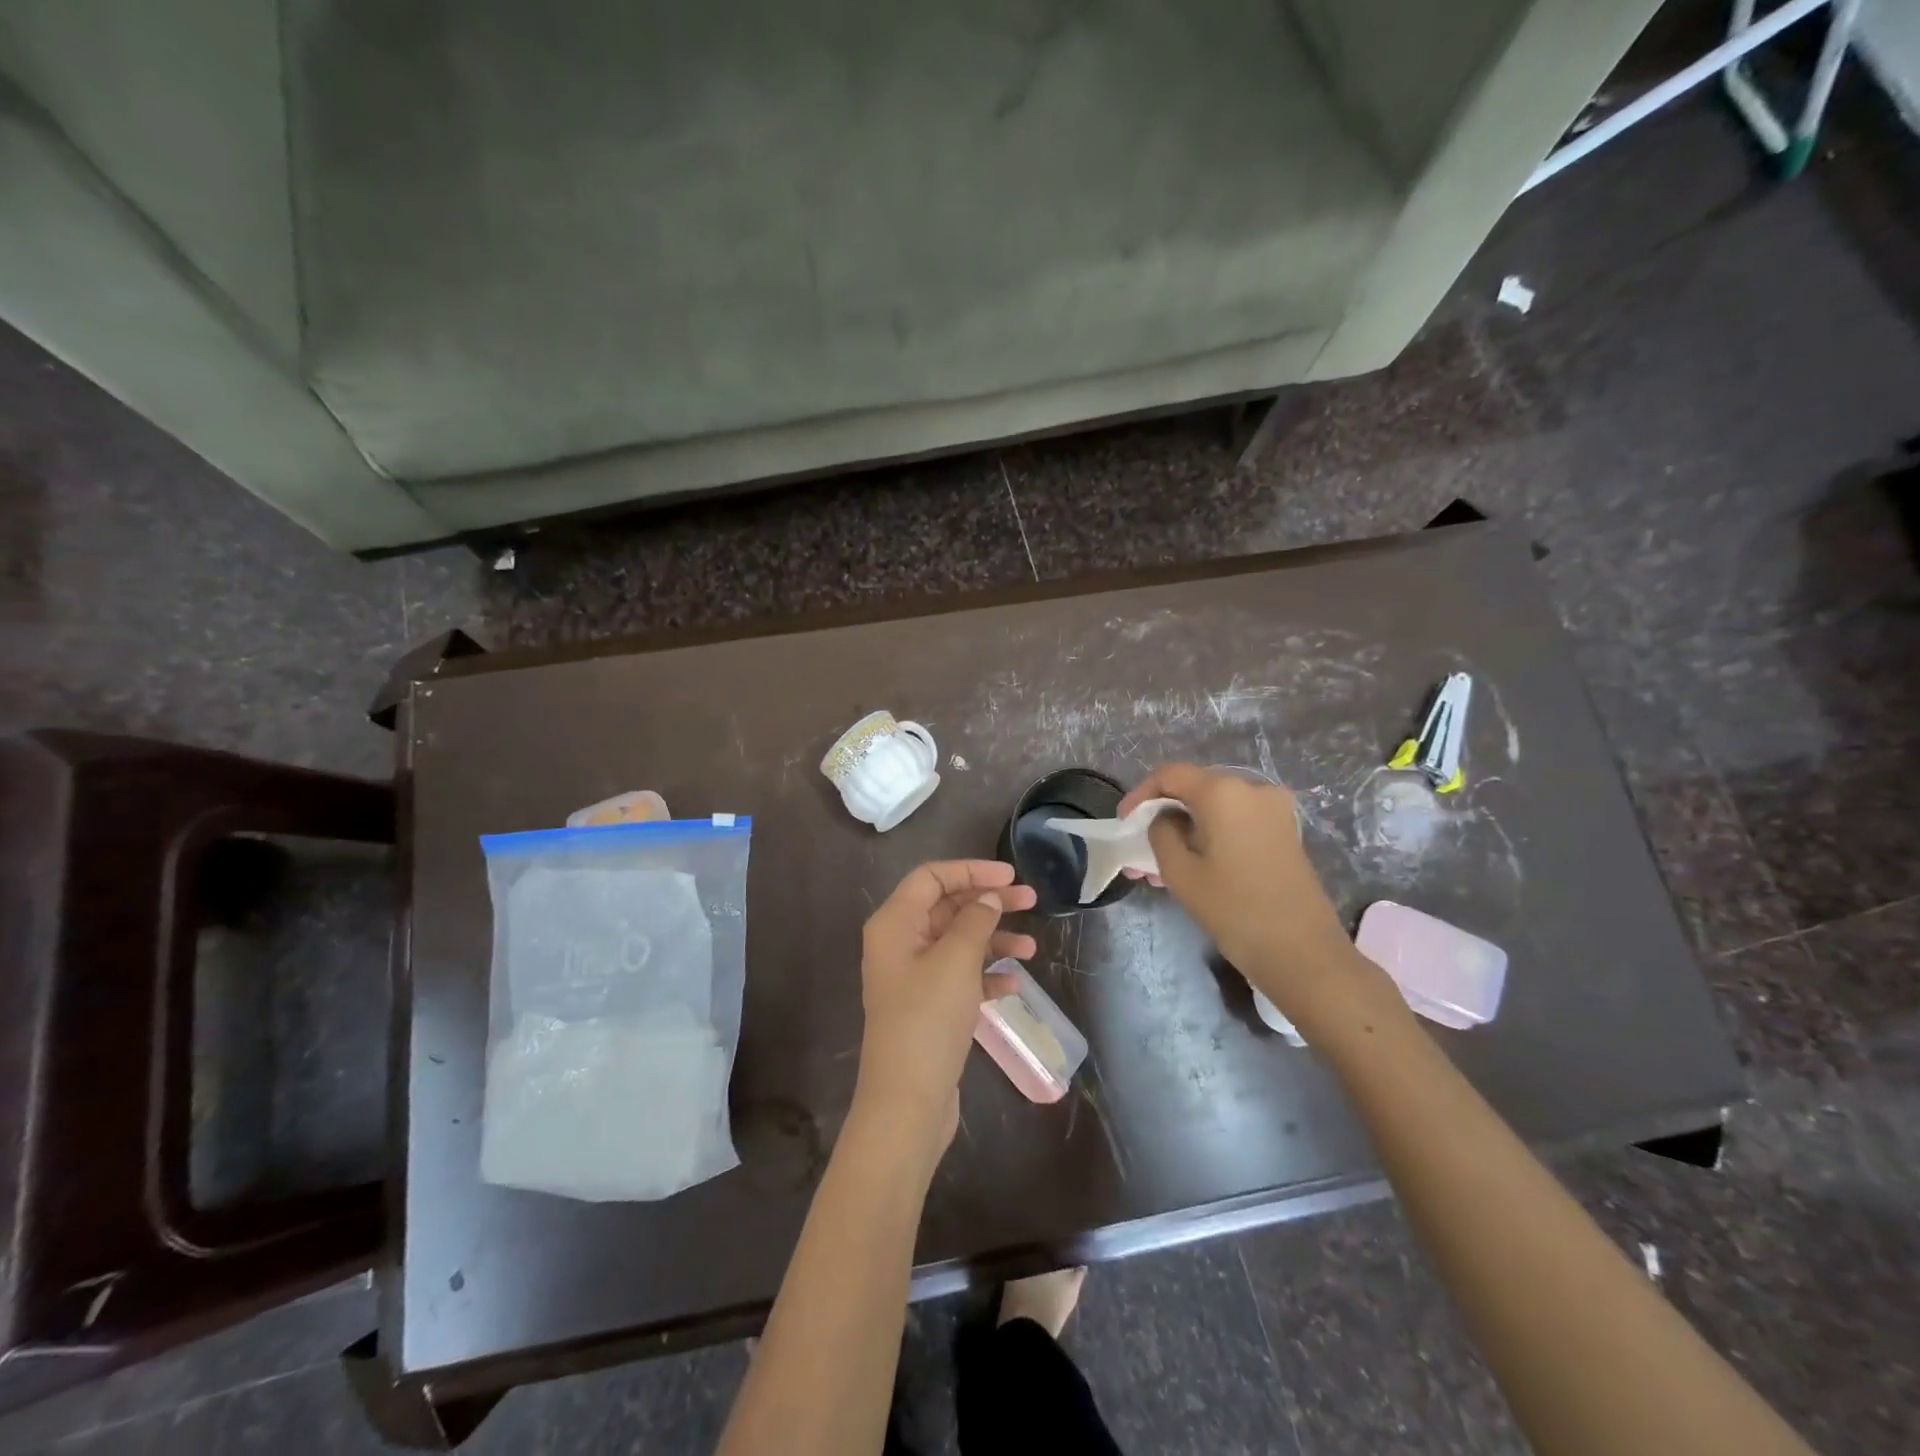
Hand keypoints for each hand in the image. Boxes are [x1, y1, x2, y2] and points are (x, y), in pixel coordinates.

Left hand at [855, 861, 1036, 1149]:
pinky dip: (985, 974)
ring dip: (993, 940)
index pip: (931, 877)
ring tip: (1031, 949)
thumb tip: (987, 898)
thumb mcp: (956, 960)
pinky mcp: (928, 1007)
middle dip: (988, 903)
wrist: (907, 1102)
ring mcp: (913, 977)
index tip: (1010, 876)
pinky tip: (1013, 983)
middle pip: (947, 907)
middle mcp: (899, 944)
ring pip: (957, 943)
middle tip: (1031, 901)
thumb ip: (975, 920)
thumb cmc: (928, 1019)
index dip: (971, 870)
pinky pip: (960, 976)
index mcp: (894, 923)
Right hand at [1119, 765, 1370, 1019]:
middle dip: (1162, 817)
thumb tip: (1165, 819)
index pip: (1170, 775)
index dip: (1140, 795)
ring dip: (1184, 831)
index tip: (1124, 823)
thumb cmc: (1234, 909)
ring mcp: (1274, 810)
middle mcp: (1252, 789)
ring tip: (1159, 870)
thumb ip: (1161, 832)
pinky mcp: (1284, 831)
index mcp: (1223, 791)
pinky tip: (1192, 868)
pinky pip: (1236, 822)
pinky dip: (1210, 837)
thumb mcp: (1179, 872)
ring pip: (1215, 810)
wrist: (1303, 952)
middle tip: (1139, 850)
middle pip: (1194, 790)